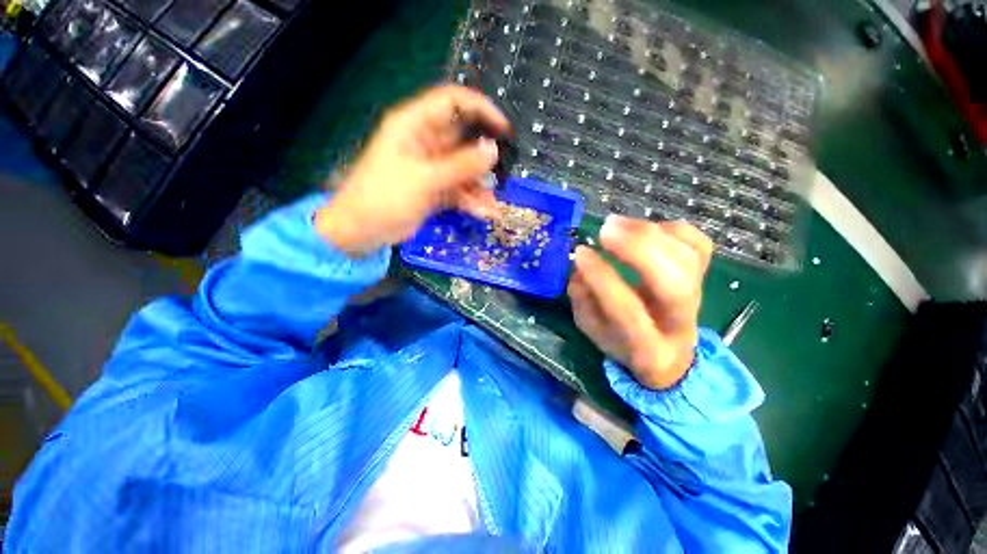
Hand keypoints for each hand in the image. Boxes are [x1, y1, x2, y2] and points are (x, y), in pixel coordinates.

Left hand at [315, 85, 509, 255]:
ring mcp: (433, 167)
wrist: (362, 231)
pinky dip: (472, 200)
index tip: (504, 129)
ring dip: (481, 185)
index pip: (453, 102)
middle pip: (464, 138)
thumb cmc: (385, 197)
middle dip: (485, 155)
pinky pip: (460, 189)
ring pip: (465, 168)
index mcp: (415, 125)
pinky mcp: (436, 188)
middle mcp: (427, 142)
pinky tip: (484, 213)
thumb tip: (493, 150)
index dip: (481, 109)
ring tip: (494, 204)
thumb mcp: (424, 179)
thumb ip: (461, 165)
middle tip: (505, 171)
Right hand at [568, 216, 713, 389]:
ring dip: (650, 233)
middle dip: (638, 249)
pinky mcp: (703, 278)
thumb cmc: (622, 341)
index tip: (582, 253)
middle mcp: (680, 324)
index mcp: (648, 348)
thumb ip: (583, 301)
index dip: (602, 277)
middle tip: (606, 230)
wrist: (668, 353)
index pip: (627, 309)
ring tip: (616, 223)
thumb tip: (581, 269)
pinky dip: (672, 229)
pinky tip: (643, 229)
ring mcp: (698, 299)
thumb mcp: (592, 329)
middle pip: (674, 283)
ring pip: (688, 258)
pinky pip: (699, 245)